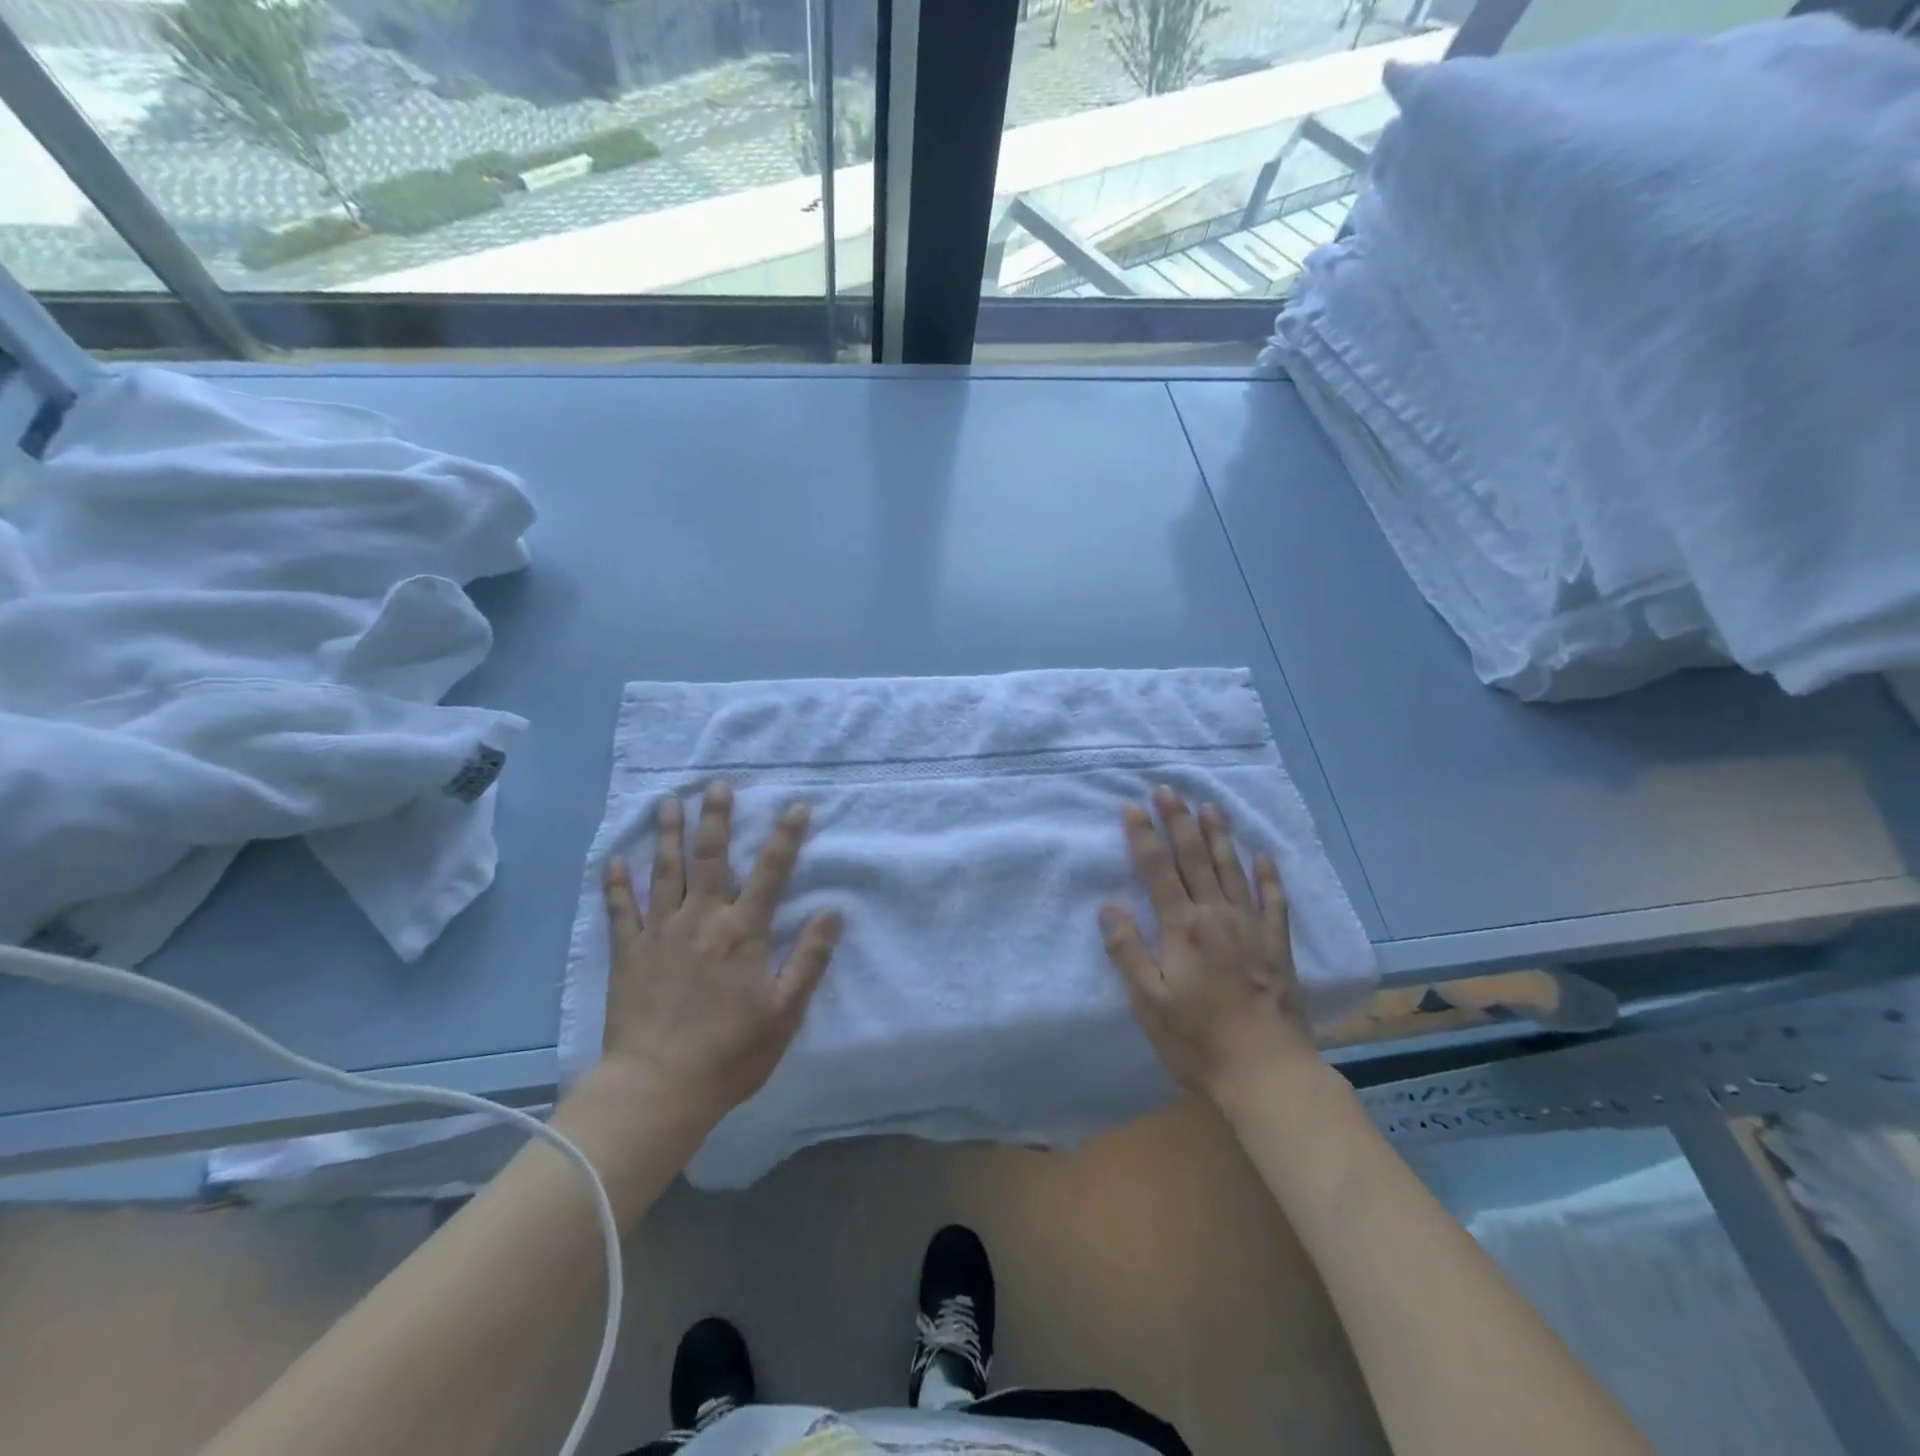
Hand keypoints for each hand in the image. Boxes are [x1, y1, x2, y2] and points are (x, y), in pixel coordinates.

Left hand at [599, 781, 842, 1125]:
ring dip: (668, 834)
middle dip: (716, 818)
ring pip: (665, 872)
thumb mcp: (784, 1012)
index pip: (771, 872)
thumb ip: (809, 959)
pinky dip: (616, 884)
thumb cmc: (730, 1053)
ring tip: (668, 802)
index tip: (796, 806)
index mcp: (743, 932)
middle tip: (716, 784)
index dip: (786, 837)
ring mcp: (661, 933)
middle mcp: (703, 919)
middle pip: (711, 858)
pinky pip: (621, 910)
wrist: (657, 1088)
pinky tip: (614, 861)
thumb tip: (833, 912)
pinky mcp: (629, 953)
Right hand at [1099, 787, 1314, 1104]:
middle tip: (1168, 789)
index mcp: (1182, 927)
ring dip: (1219, 835)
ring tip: (1209, 806)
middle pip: (1194, 858)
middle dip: (1178, 821)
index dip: (1143, 836)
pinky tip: (1263, 855)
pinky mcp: (1277, 945)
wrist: (1267, 1072)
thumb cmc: (1198, 1040)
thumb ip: (1127, 950)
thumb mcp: (1148, 1002)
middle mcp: (1216, 915)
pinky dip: (1268, 875)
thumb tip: (1109, 905)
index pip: (1157, 870)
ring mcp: (1251, 927)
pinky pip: (1274, 900)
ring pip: (1232, 869)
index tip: (1132, 806)